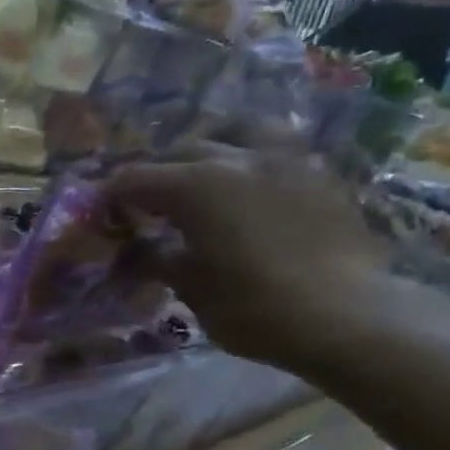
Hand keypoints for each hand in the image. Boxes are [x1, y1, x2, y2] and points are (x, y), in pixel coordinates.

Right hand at [107, 144, 392, 370]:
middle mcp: (237, 159)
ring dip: (214, 148)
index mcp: (196, 186)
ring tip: (208, 174)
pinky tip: (253, 190)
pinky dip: (254, 163)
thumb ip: (160, 259)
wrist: (349, 317)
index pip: (135, 178)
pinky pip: (278, 152)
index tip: (101, 213)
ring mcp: (285, 161)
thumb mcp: (191, 288)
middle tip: (148, 203)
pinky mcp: (321, 175)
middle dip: (158, 173)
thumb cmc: (254, 308)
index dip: (111, 195)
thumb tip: (140, 251)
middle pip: (183, 150)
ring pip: (239, 133)